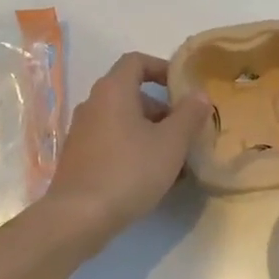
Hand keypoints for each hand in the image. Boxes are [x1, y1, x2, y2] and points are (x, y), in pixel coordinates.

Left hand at [44, 52, 211, 242]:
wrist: (78, 216)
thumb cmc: (129, 170)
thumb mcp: (171, 143)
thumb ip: (189, 114)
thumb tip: (199, 94)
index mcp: (113, 90)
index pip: (136, 61)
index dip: (162, 67)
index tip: (183, 86)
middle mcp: (93, 104)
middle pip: (131, 93)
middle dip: (161, 108)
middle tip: (185, 130)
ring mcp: (82, 132)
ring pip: (123, 121)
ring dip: (150, 132)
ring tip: (175, 159)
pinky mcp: (78, 158)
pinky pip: (112, 142)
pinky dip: (133, 149)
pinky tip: (152, 177)